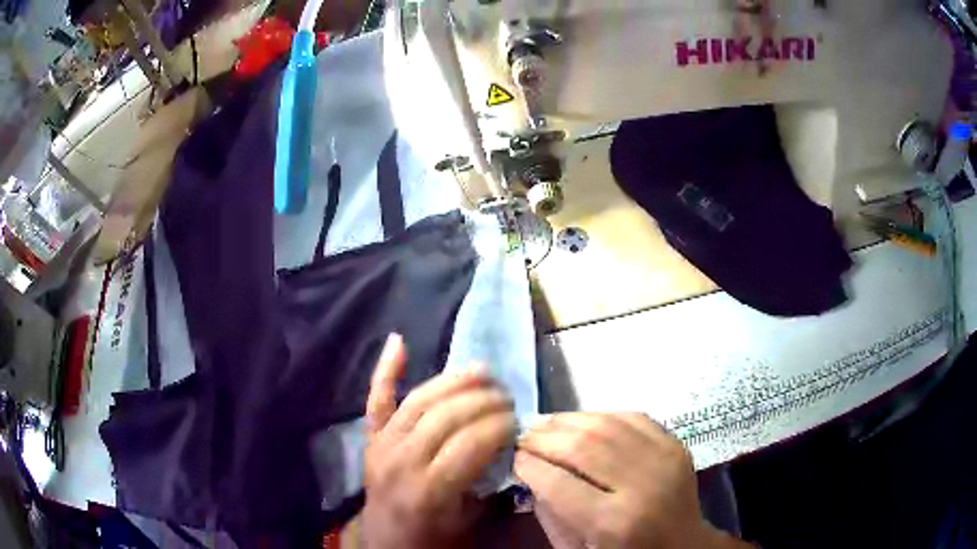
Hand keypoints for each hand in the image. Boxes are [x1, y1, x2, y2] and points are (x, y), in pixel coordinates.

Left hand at [362, 334, 515, 548]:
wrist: (387, 541)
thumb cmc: (434, 536)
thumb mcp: (471, 519)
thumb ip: (490, 480)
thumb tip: (510, 442)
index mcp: (430, 489)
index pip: (471, 443)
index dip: (500, 425)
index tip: (519, 419)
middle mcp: (402, 461)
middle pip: (446, 416)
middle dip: (484, 401)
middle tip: (506, 397)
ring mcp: (382, 445)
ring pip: (419, 400)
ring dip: (453, 382)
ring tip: (482, 372)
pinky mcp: (370, 438)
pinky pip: (376, 400)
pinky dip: (386, 370)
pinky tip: (398, 342)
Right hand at [516, 413, 750, 548]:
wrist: (682, 544)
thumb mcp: (578, 548)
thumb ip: (551, 512)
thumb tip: (530, 470)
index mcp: (614, 522)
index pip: (559, 484)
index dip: (529, 465)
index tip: (513, 457)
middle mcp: (642, 486)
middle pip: (582, 447)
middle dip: (544, 437)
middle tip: (523, 436)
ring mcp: (664, 459)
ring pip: (606, 425)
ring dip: (568, 420)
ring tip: (545, 424)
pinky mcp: (675, 444)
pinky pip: (631, 417)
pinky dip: (600, 415)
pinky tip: (582, 422)